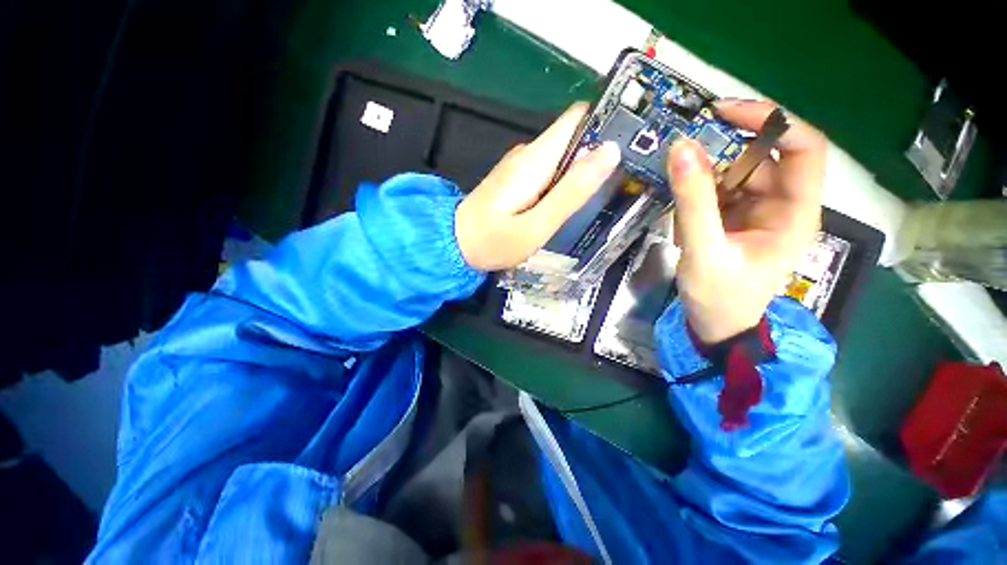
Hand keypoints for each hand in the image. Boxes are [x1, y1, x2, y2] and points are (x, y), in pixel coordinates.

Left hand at [455, 103, 620, 270]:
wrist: (455, 245)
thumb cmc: (494, 241)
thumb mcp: (537, 224)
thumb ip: (571, 192)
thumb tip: (609, 152)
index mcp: (535, 159)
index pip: (577, 118)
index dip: (606, 123)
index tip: (634, 141)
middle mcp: (529, 154)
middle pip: (574, 139)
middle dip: (600, 154)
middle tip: (627, 179)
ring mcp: (522, 167)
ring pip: (564, 158)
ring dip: (585, 171)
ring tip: (608, 193)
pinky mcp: (518, 180)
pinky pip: (551, 173)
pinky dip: (567, 183)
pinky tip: (575, 202)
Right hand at [668, 100, 825, 343]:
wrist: (715, 326)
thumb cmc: (719, 297)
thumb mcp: (703, 250)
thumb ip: (692, 200)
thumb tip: (680, 148)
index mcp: (795, 213)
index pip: (803, 147)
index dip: (770, 120)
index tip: (723, 112)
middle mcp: (783, 205)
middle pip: (763, 157)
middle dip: (725, 151)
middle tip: (683, 151)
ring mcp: (759, 211)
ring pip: (737, 173)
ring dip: (706, 175)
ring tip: (678, 193)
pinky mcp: (737, 219)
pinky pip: (720, 191)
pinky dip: (699, 191)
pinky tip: (683, 209)